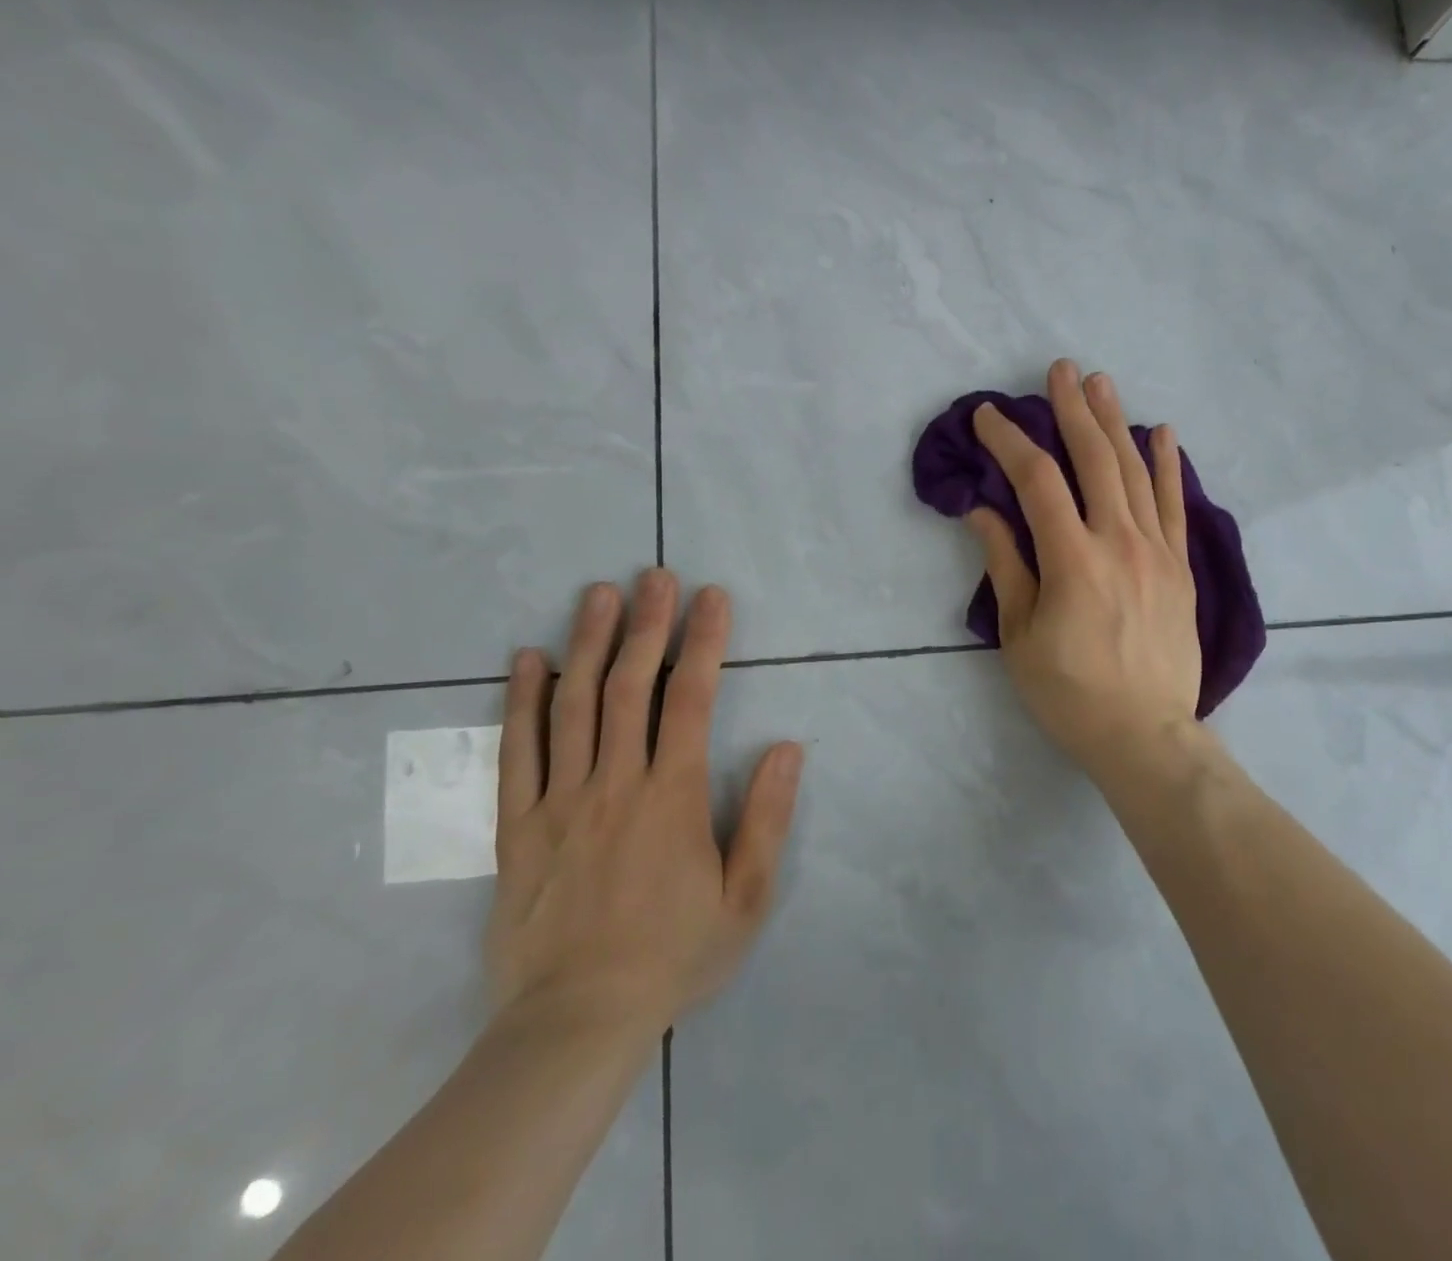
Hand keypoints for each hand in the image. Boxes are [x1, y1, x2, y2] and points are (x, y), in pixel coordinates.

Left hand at [485, 571, 801, 1041]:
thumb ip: (767, 819)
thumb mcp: (746, 898)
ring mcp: (560, 802)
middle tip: (654, 575)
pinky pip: (517, 753)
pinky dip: (521, 702)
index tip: (711, 596)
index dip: (704, 641)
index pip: (691, 699)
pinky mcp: (518, 827)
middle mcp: (615, 784)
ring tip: (598, 594)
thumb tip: (788, 748)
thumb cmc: (674, 956)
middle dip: (647, 625)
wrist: (576, 1024)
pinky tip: (527, 660)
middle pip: (630, 687)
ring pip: (573, 706)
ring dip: (588, 643)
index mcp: (672, 797)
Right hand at [968, 359, 1203, 783]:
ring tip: (1101, 383)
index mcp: (1072, 559)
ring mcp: (1156, 551)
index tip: (989, 417)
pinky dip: (1166, 465)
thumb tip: (982, 511)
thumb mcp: (1020, 634)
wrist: (1145, 735)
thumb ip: (1005, 564)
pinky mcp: (1180, 566)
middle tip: (1060, 371)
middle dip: (1073, 410)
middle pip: (1094, 459)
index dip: (1009, 442)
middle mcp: (1118, 541)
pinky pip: (1173, 504)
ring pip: (1134, 472)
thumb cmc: (1070, 693)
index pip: (1037, 481)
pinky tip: (1161, 432)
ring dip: (1116, 423)